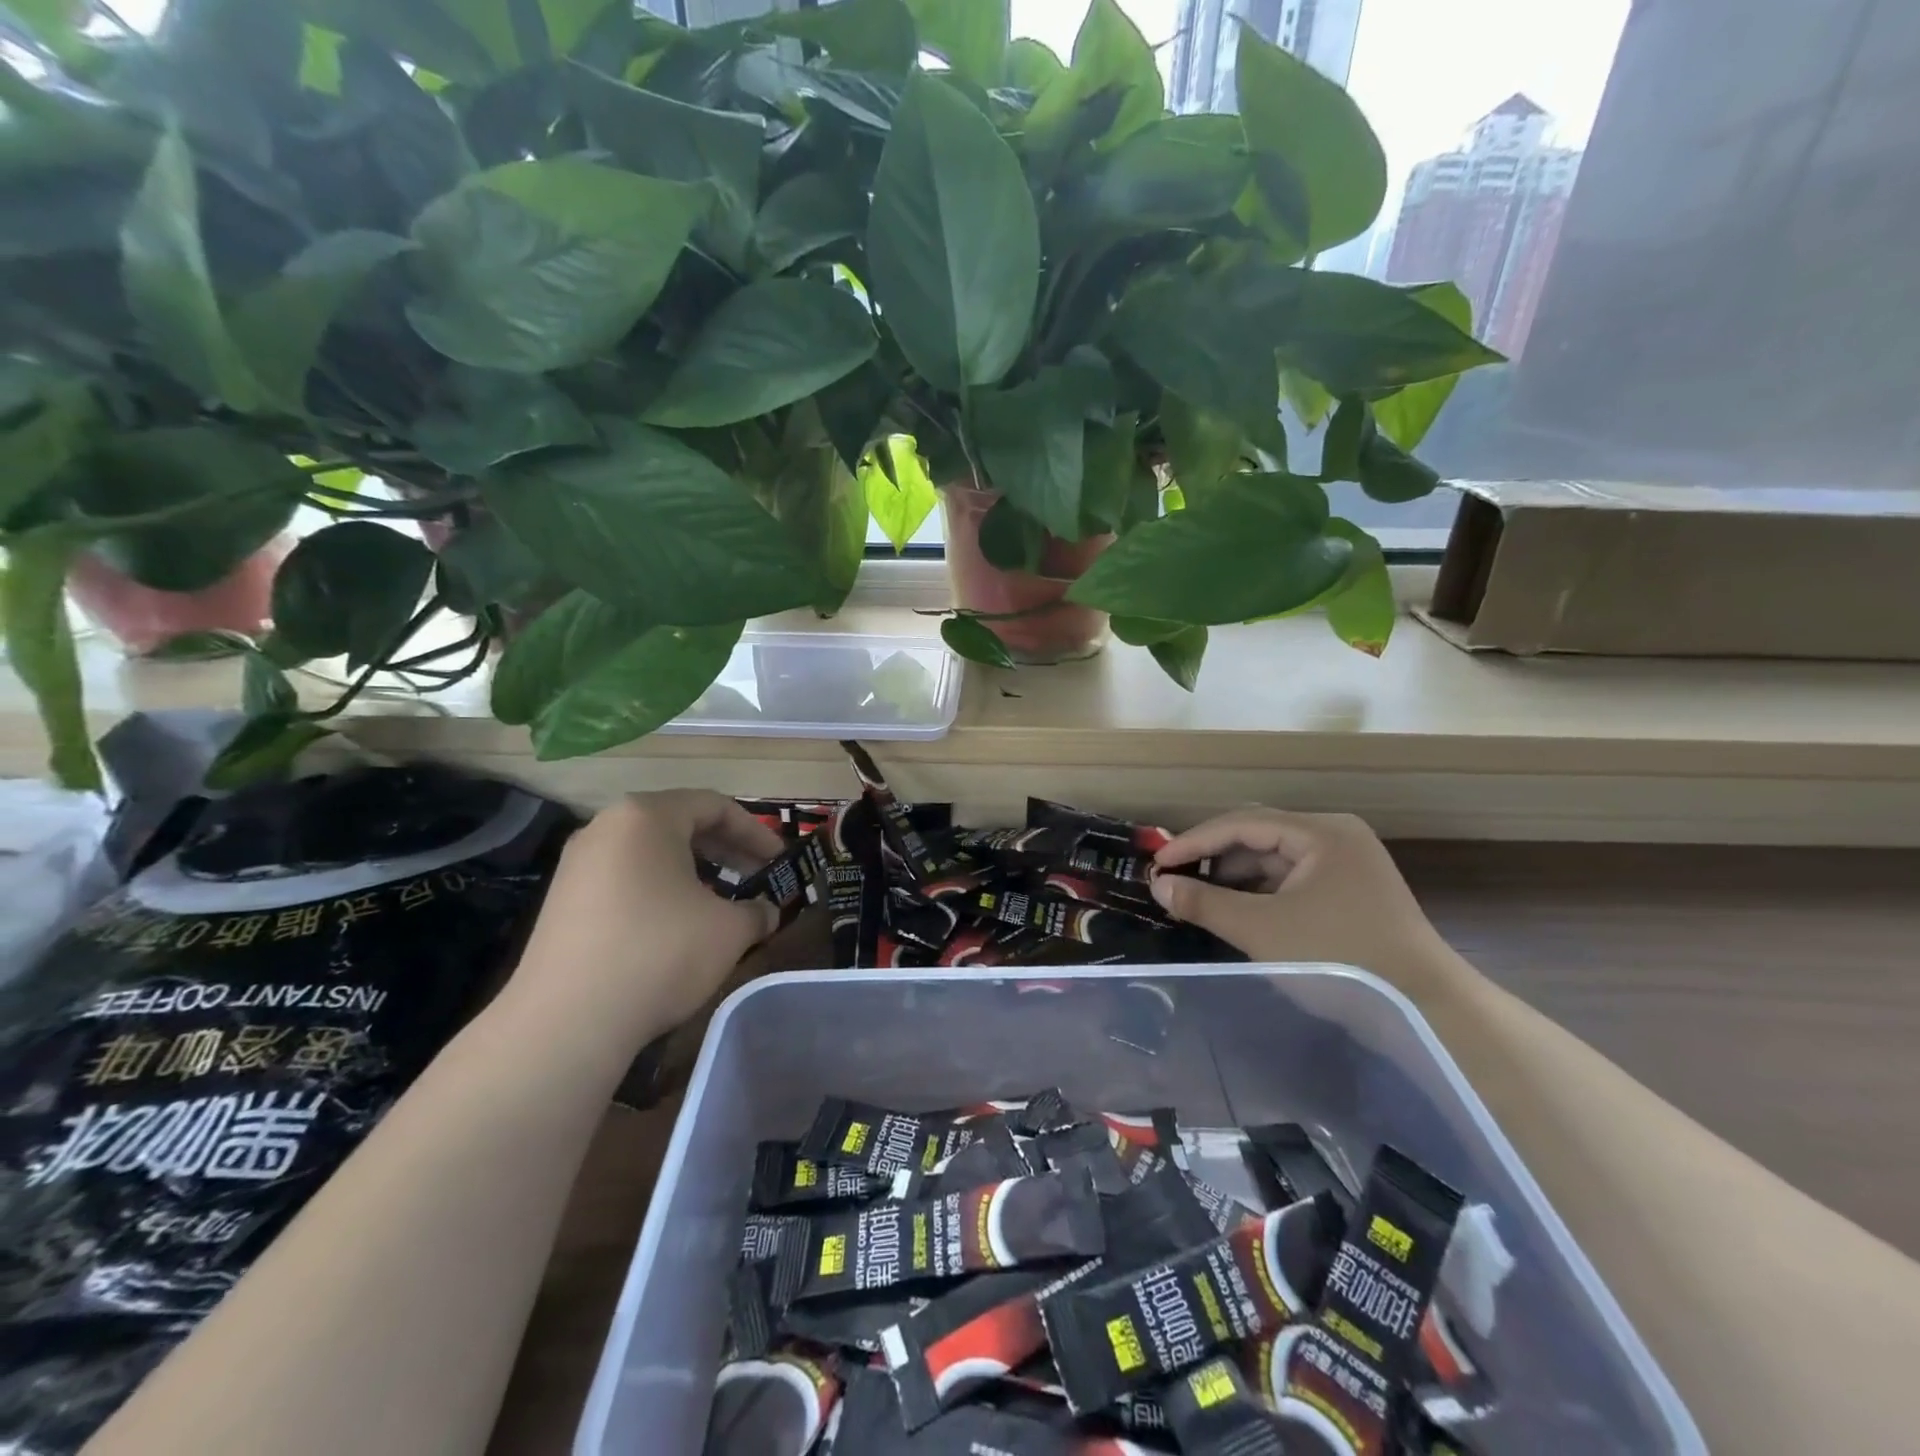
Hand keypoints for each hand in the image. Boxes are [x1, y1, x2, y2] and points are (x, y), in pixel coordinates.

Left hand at [499, 791, 782, 1049]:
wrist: (566, 1021)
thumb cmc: (660, 953)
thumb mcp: (729, 930)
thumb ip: (757, 912)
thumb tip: (766, 914)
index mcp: (647, 816)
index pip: (715, 806)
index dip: (756, 833)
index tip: (780, 862)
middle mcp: (607, 828)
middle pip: (680, 825)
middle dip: (726, 851)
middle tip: (757, 879)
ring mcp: (578, 866)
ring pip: (652, 854)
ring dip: (694, 873)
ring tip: (721, 905)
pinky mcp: (563, 903)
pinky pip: (626, 880)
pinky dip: (661, 892)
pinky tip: (678, 928)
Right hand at [1150, 809, 1464, 998]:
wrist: (1428, 1013)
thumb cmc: (1340, 960)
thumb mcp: (1261, 930)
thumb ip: (1204, 903)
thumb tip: (1158, 885)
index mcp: (1321, 832)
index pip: (1242, 823)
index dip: (1194, 841)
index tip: (1157, 863)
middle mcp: (1336, 837)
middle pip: (1259, 836)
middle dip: (1213, 858)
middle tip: (1173, 878)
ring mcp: (1347, 866)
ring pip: (1275, 861)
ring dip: (1235, 878)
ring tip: (1198, 898)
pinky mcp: (1351, 894)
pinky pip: (1292, 881)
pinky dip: (1260, 893)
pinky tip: (1235, 911)